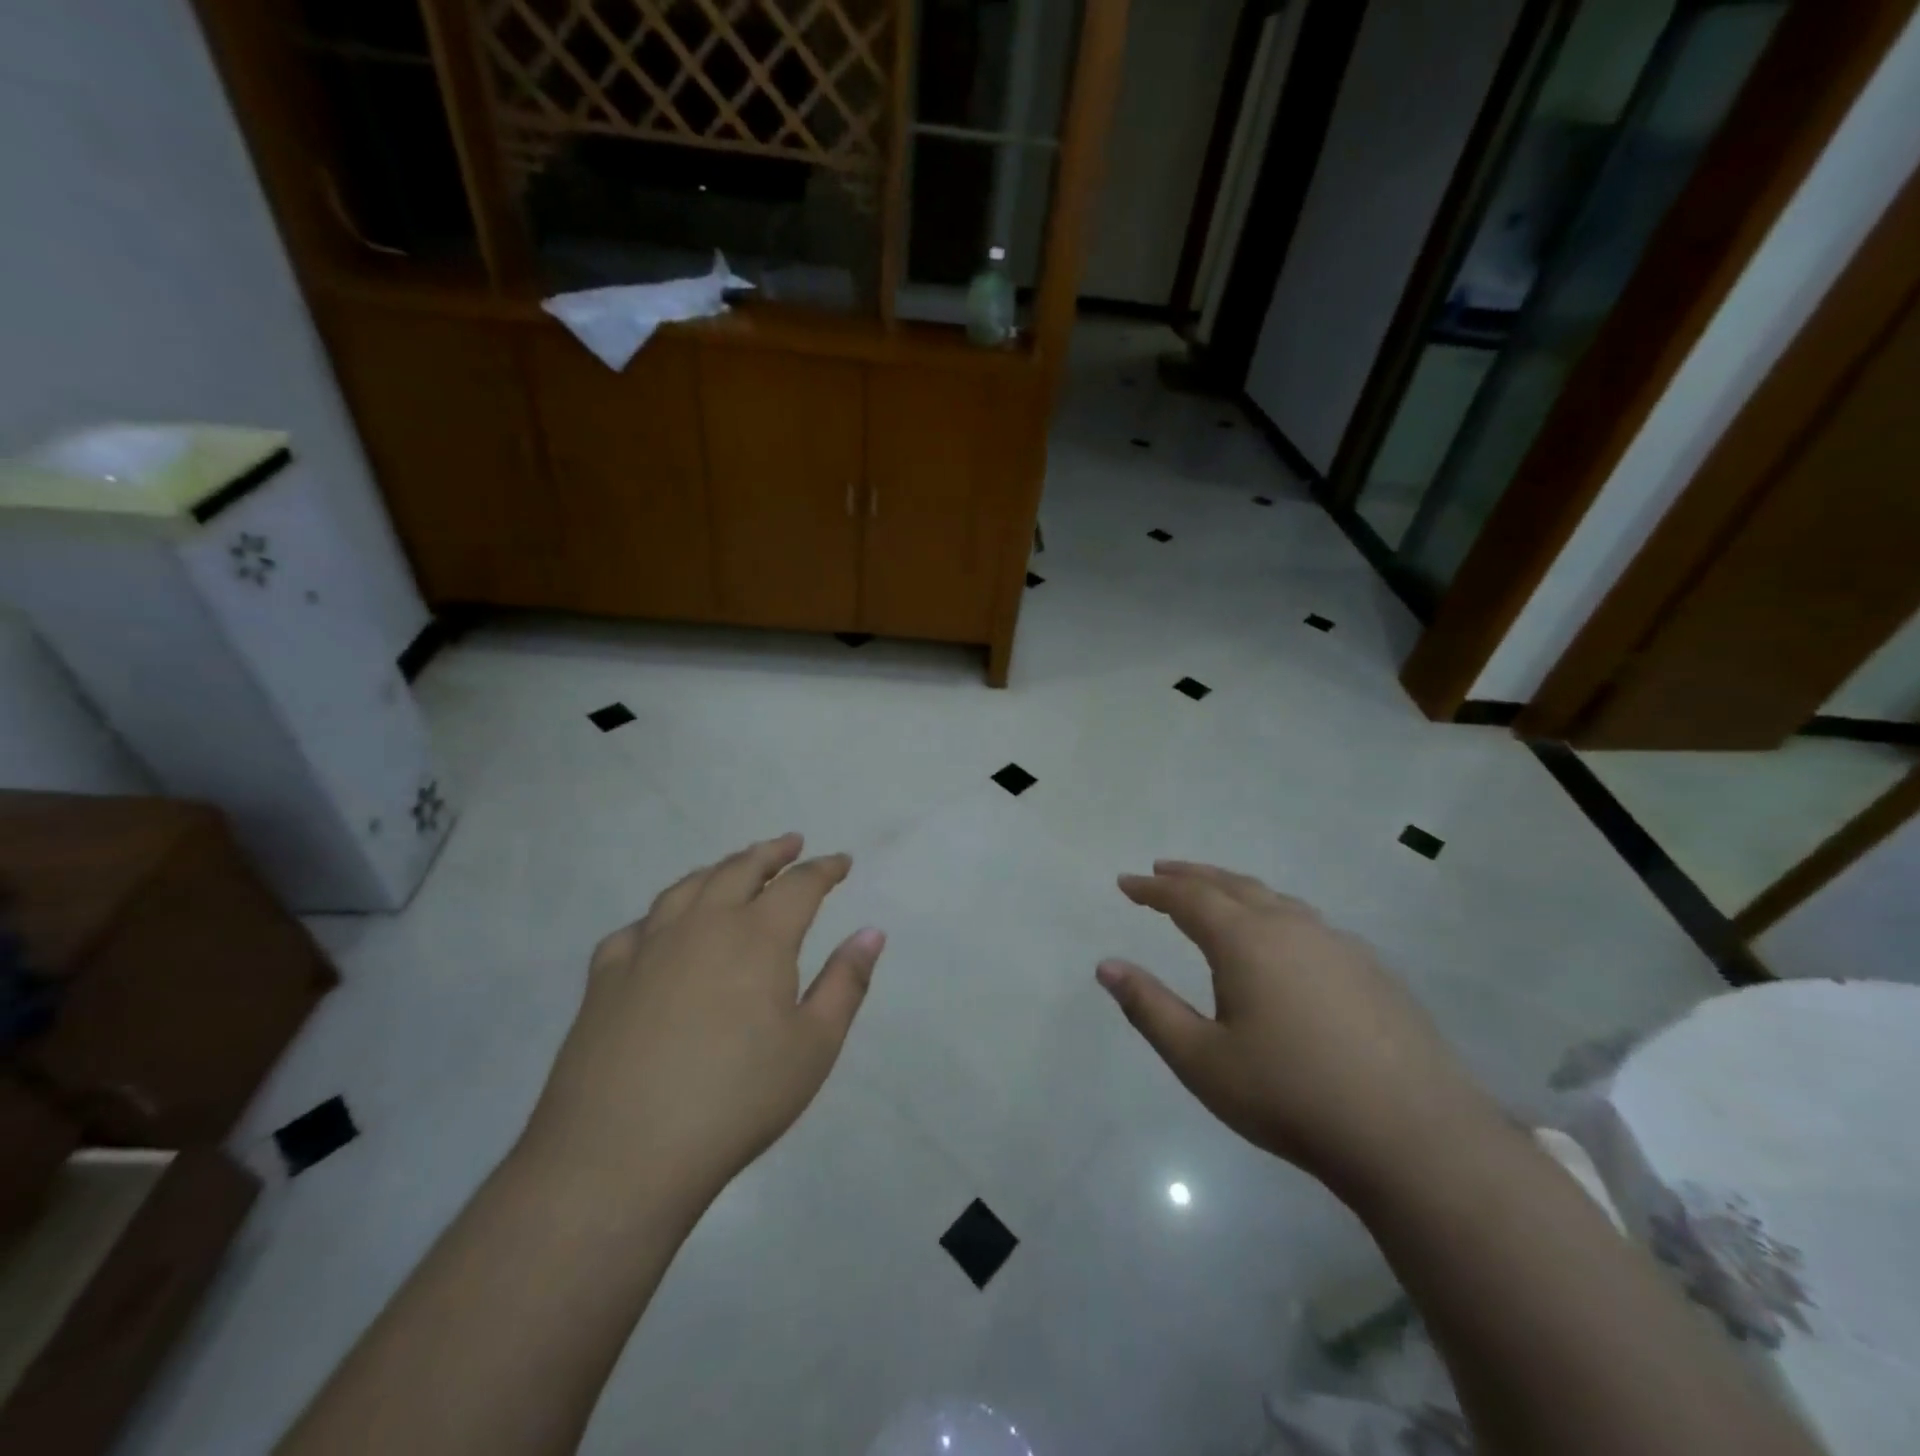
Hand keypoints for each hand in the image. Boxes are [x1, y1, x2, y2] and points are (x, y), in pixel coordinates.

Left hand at [519, 834, 884, 1213]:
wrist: (621, 1154)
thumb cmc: (736, 1100)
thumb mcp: (814, 1046)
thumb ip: (846, 982)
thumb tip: (871, 932)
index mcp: (758, 937)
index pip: (800, 885)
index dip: (825, 869)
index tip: (841, 862)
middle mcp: (702, 925)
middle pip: (741, 869)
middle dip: (772, 853)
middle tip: (791, 844)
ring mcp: (648, 947)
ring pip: (687, 887)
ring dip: (718, 869)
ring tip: (734, 868)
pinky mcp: (605, 977)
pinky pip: (636, 927)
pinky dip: (659, 916)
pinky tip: (661, 928)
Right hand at [1098, 861, 1502, 1190]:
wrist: (1415, 1136)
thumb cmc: (1291, 1096)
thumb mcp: (1202, 1060)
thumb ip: (1150, 1008)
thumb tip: (1106, 966)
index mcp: (1246, 941)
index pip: (1187, 898)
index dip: (1153, 888)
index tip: (1126, 882)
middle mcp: (1291, 927)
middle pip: (1232, 885)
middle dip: (1192, 876)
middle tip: (1163, 872)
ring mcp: (1338, 944)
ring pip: (1275, 899)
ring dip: (1235, 891)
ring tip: (1215, 897)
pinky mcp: (1371, 969)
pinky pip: (1307, 923)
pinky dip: (1274, 914)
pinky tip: (1280, 942)